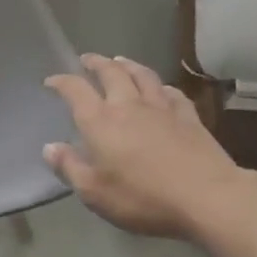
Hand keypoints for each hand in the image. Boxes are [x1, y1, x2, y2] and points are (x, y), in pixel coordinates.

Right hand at [43, 55, 251, 238]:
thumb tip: (49, 148)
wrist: (207, 197)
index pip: (75, 90)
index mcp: (100, 121)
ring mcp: (162, 109)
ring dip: (128, 65)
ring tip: (120, 61)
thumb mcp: (95, 193)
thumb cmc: (143, 198)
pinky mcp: (189, 118)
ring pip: (142, 75)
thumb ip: (70, 168)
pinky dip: (162, 87)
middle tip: (87, 59)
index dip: (61, 82)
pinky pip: (172, 93)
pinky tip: (162, 89)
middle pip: (111, 73)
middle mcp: (128, 106)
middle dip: (96, 63)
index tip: (52, 81)